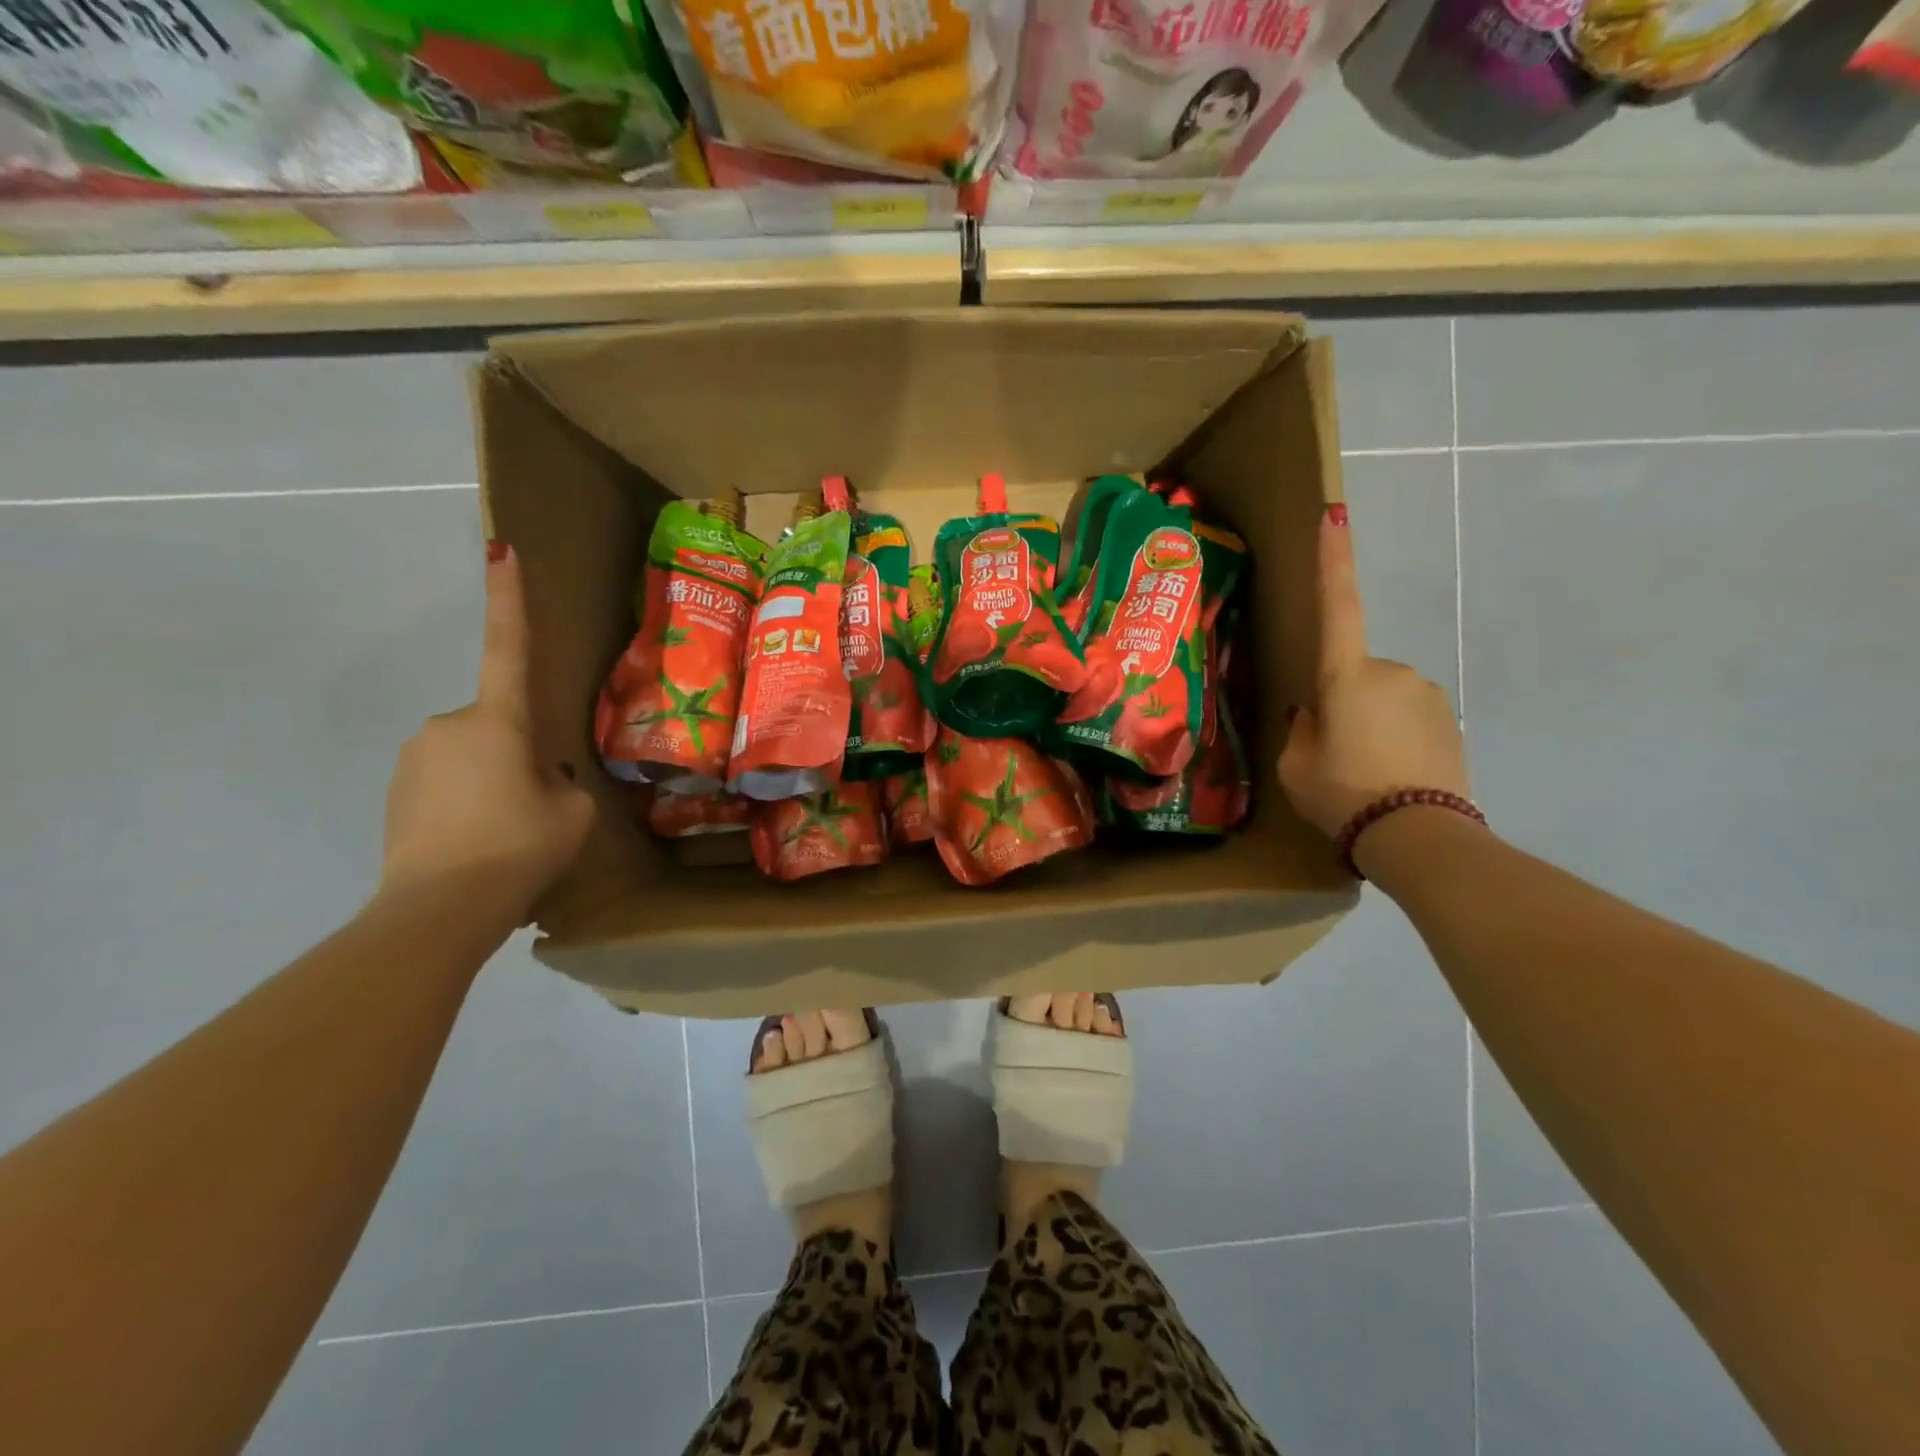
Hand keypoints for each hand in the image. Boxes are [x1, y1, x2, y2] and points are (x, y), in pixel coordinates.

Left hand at [380, 544, 594, 917]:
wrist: (438, 909)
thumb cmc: (519, 846)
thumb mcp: (572, 811)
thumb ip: (563, 781)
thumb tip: (539, 776)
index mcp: (498, 720)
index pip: (507, 646)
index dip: (507, 597)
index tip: (499, 548)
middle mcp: (449, 724)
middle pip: (498, 724)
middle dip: (519, 754)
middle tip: (537, 804)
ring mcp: (414, 757)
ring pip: (472, 756)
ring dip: (493, 781)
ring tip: (508, 832)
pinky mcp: (395, 792)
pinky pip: (446, 782)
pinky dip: (467, 802)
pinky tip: (479, 842)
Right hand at [1278, 506, 1468, 838]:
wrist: (1420, 836)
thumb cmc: (1342, 793)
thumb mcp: (1296, 766)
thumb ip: (1302, 730)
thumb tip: (1316, 715)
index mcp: (1345, 676)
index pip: (1337, 605)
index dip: (1333, 560)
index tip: (1334, 514)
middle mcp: (1391, 671)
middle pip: (1353, 674)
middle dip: (1341, 702)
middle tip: (1332, 753)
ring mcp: (1427, 694)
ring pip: (1382, 697)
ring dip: (1369, 723)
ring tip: (1363, 772)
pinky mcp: (1450, 720)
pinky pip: (1407, 718)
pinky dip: (1394, 739)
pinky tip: (1390, 775)